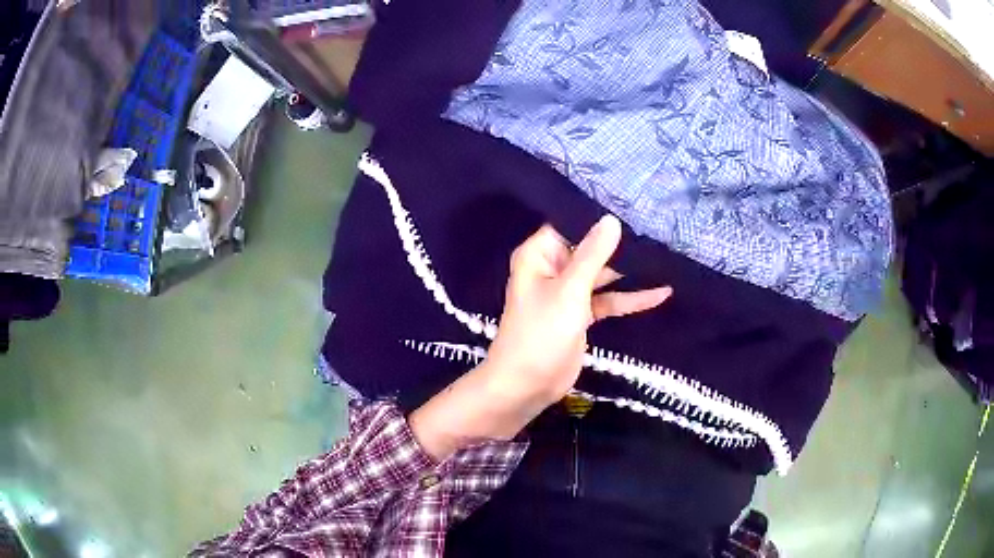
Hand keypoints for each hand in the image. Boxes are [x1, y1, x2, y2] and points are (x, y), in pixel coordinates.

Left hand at [409, 216, 671, 459]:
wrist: (527, 385)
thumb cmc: (542, 332)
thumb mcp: (570, 290)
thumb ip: (593, 254)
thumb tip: (611, 219)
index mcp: (539, 255)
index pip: (569, 224)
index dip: (596, 216)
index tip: (629, 206)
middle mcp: (552, 268)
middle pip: (590, 249)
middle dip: (620, 244)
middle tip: (656, 230)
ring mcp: (568, 292)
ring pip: (602, 275)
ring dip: (629, 272)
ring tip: (664, 257)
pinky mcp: (580, 314)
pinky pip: (607, 300)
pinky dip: (629, 299)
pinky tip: (661, 293)